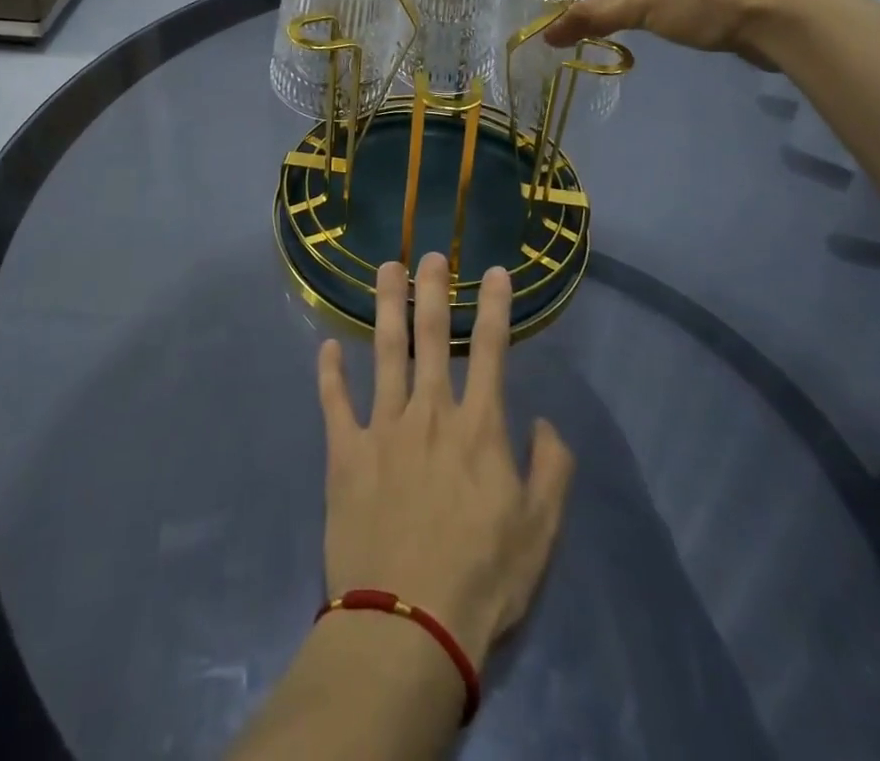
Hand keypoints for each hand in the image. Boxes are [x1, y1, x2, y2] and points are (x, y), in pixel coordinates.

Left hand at [316, 254, 573, 671]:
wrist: (408, 624)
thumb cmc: (483, 579)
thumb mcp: (540, 531)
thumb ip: (552, 470)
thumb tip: (547, 423)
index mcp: (478, 427)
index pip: (490, 350)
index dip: (494, 306)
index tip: (497, 271)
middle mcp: (430, 413)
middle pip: (430, 336)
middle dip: (433, 289)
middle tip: (429, 254)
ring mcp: (382, 428)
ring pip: (384, 352)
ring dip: (386, 307)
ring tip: (386, 269)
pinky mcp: (345, 454)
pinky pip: (335, 403)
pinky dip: (330, 373)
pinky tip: (326, 346)